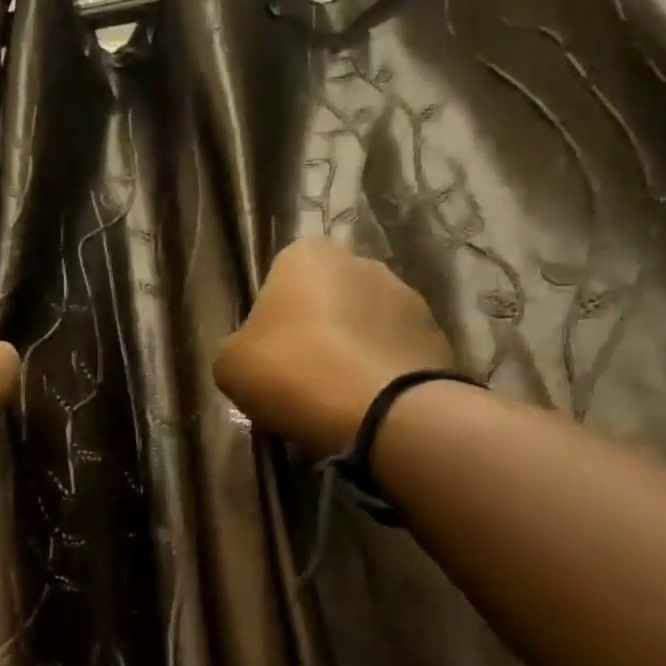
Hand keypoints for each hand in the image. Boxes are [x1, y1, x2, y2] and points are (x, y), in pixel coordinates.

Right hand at [213, 238, 454, 457]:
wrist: (379, 410)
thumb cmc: (291, 373)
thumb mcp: (230, 366)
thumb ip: (236, 348)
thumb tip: (250, 353)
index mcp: (306, 255)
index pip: (279, 279)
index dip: (270, 320)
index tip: (267, 357)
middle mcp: (360, 261)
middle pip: (326, 299)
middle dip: (315, 331)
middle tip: (299, 378)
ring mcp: (406, 295)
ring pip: (363, 325)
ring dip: (350, 350)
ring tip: (336, 397)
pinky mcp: (435, 333)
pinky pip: (393, 352)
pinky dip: (379, 372)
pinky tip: (366, 404)